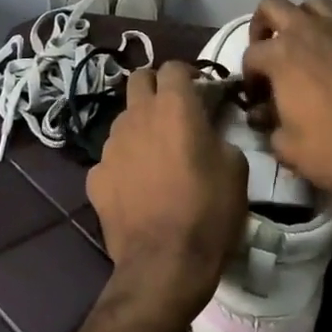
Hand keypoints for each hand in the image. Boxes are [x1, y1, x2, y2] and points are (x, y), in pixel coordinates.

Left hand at [87, 61, 246, 323]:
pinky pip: (111, 157)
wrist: (164, 266)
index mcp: (174, 106)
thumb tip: (207, 133)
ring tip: (157, 154)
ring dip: (140, 125)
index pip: (174, 66)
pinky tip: (137, 186)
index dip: (189, 74)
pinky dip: (125, 163)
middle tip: (175, 110)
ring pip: (124, 118)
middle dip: (156, 86)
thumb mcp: (236, 168)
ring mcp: (111, 146)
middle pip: (139, 79)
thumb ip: (218, 135)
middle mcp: (137, 115)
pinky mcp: (95, 176)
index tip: (202, 91)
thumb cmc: (209, 211)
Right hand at [241, 0, 331, 200]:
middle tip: (268, 52)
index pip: (252, 55)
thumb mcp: (284, 146)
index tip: (257, 99)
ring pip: (320, 3)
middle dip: (264, 24)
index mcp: (281, 55)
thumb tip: (264, 116)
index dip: (249, 77)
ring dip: (309, 16)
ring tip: (308, 40)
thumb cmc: (330, 151)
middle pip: (275, 6)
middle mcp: (310, 33)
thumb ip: (269, 125)